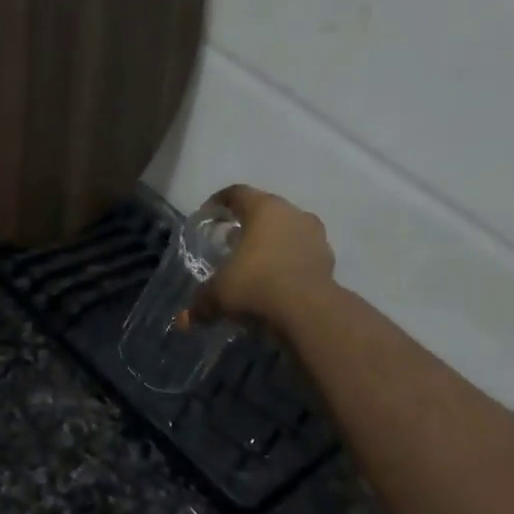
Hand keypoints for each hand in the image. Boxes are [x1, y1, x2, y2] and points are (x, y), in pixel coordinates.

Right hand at [191, 184, 335, 329]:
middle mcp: (292, 214)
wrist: (309, 312)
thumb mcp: (219, 294)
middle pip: (265, 211)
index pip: (237, 193)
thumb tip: (184, 320)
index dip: (218, 202)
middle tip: (229, 243)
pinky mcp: (328, 260)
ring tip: (254, 265)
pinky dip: (288, 264)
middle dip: (246, 225)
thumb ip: (201, 302)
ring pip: (287, 232)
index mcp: (264, 208)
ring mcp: (315, 236)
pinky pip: (302, 255)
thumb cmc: (256, 286)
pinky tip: (276, 283)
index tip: (207, 216)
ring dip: (271, 245)